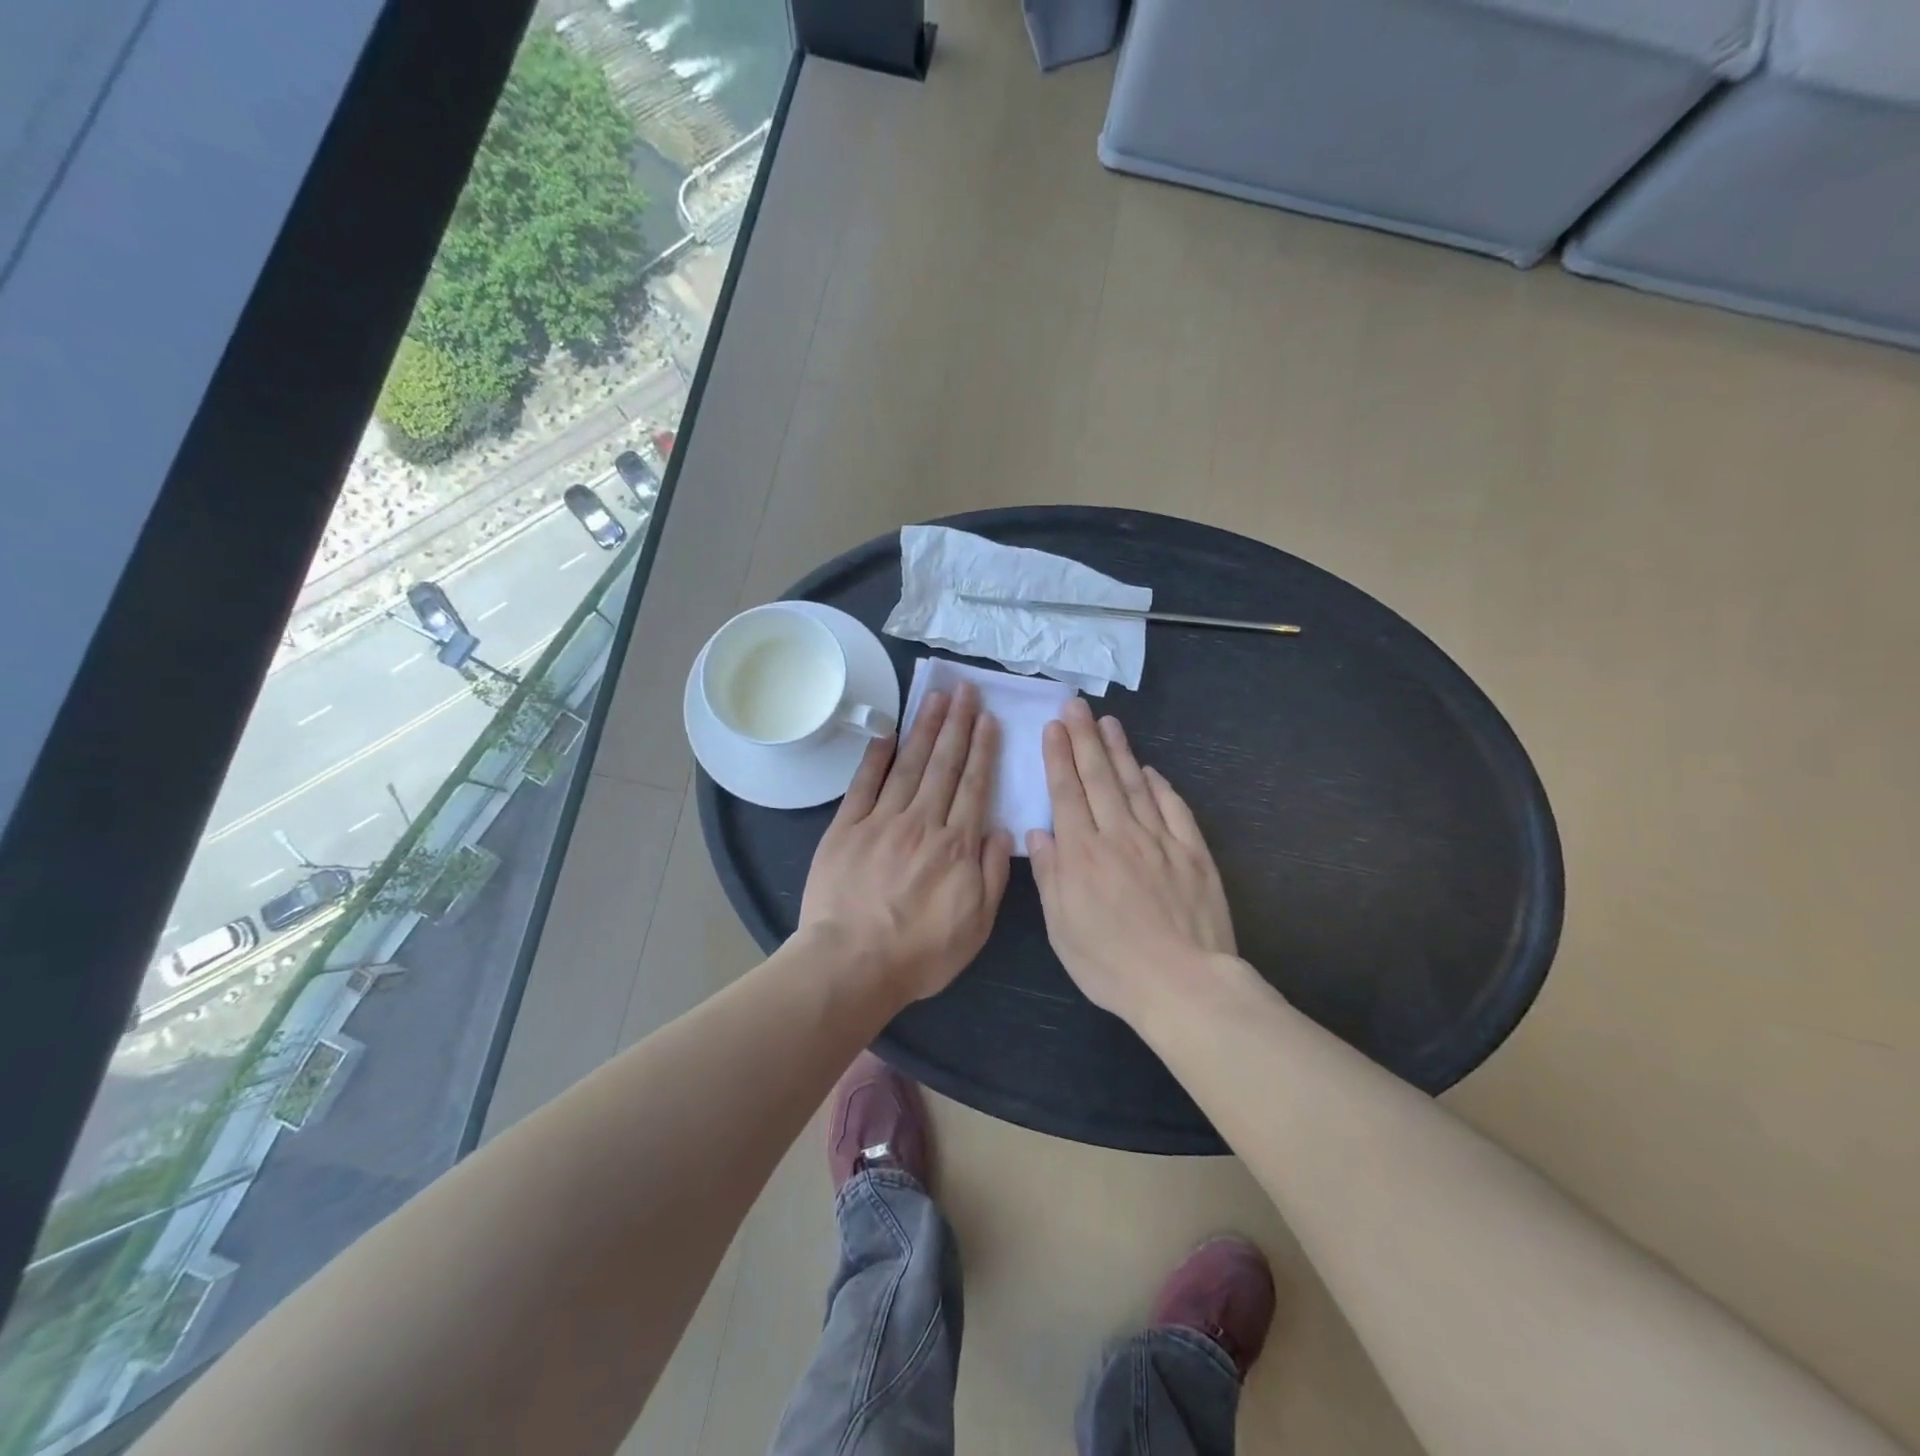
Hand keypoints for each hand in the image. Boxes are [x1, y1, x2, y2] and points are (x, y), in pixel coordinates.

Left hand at [801, 683, 1014, 1003]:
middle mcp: (922, 823)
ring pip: (909, 765)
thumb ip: (993, 875)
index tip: (988, 718)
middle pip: (944, 765)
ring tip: (935, 697)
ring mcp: (882, 821)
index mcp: (956, 846)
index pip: (974, 786)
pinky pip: (864, 784)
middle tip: (964, 689)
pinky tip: (888, 731)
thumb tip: (1001, 830)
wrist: (852, 964)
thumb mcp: (976, 926)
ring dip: (924, 729)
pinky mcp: (847, 827)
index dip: (982, 749)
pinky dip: (876, 756)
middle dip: (957, 724)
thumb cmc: (920, 953)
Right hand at [1028, 697, 1236, 1025]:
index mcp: (1082, 854)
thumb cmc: (1111, 964)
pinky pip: (1174, 809)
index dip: (1059, 757)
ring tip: (1108, 723)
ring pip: (1135, 785)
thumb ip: (1050, 876)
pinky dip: (1160, 786)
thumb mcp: (1062, 929)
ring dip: (1120, 751)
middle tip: (1076, 706)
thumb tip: (1039, 832)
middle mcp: (1119, 835)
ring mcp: (1160, 840)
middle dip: (1084, 738)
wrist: (1183, 982)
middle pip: (1099, 777)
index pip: (1067, 793)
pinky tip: (1150, 771)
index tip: (1053, 727)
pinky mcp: (1193, 852)